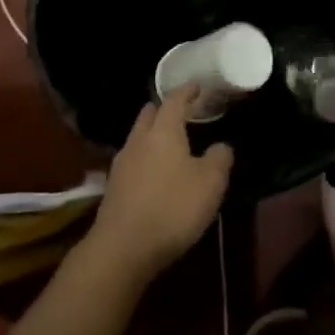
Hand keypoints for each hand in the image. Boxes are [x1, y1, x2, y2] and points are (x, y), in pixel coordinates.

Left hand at [86, 86, 233, 285]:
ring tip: (171, 142)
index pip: (174, 100)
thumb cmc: (172, 208)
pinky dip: (146, 157)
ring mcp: (121, 164)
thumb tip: (221, 146)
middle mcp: (138, 140)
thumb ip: (220, 158)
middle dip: (164, 109)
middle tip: (183, 111)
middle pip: (149, 115)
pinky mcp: (113, 188)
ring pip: (138, 137)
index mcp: (163, 131)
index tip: (197, 86)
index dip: (187, 91)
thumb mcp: (210, 183)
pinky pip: (133, 160)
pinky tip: (156, 172)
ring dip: (153, 134)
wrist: (122, 249)